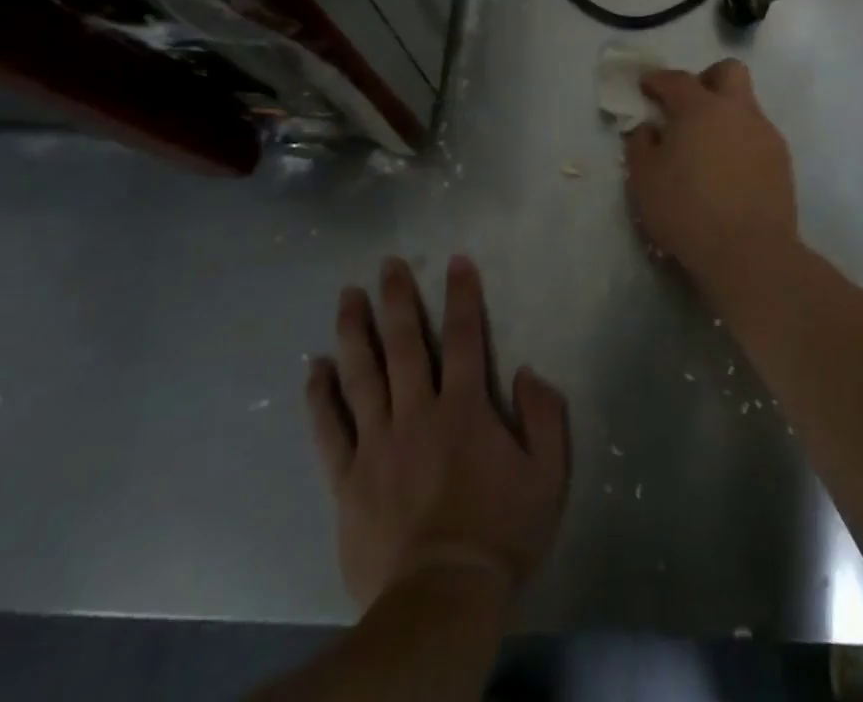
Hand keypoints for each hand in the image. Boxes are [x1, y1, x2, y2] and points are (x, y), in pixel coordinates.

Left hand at [308, 255, 568, 610]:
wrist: (440, 602)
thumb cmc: (499, 535)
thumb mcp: (547, 476)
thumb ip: (545, 416)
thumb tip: (529, 371)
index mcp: (465, 409)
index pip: (466, 337)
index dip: (462, 295)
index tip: (456, 261)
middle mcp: (418, 413)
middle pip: (405, 344)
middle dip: (398, 298)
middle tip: (388, 263)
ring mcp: (378, 444)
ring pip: (362, 374)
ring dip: (354, 331)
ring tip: (347, 295)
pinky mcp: (348, 479)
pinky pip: (328, 429)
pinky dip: (320, 396)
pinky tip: (314, 368)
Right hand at [623, 59, 798, 298]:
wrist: (749, 252)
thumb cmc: (687, 211)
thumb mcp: (644, 180)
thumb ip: (640, 145)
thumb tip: (648, 129)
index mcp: (700, 108)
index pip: (677, 79)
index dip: (657, 80)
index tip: (646, 87)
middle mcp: (737, 111)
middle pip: (728, 72)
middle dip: (707, 79)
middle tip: (688, 106)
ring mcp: (765, 134)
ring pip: (746, 106)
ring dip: (725, 115)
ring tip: (707, 148)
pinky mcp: (782, 161)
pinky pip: (757, 136)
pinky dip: (740, 142)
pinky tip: (728, 172)